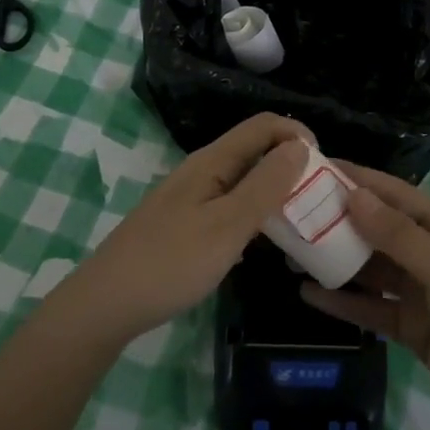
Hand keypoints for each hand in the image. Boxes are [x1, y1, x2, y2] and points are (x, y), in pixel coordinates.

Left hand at [54, 114, 311, 349]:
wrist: (107, 304)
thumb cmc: (171, 262)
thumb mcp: (228, 225)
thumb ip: (265, 185)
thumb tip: (300, 145)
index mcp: (213, 161)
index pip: (264, 125)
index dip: (297, 135)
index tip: (323, 169)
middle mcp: (203, 171)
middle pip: (255, 150)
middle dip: (290, 166)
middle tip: (319, 202)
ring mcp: (192, 198)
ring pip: (244, 181)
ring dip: (274, 193)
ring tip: (301, 224)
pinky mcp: (186, 224)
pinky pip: (230, 207)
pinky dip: (254, 216)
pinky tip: (264, 246)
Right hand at [302, 165, 429, 429]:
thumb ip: (399, 236)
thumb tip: (354, 194)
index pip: (394, 194)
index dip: (357, 179)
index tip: (316, 167)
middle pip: (378, 229)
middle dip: (339, 220)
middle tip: (293, 213)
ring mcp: (422, 293)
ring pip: (371, 268)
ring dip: (337, 260)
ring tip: (293, 253)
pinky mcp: (413, 328)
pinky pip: (372, 307)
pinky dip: (344, 301)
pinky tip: (310, 296)